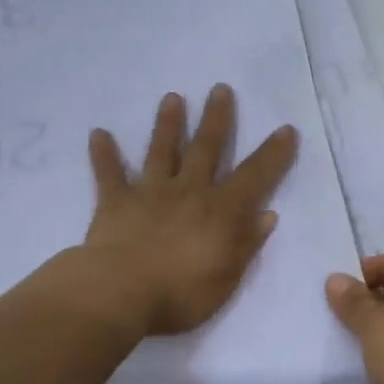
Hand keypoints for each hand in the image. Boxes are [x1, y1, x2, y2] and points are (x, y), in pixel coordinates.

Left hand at [83, 85, 297, 336]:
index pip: (255, 176)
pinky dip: (104, 154)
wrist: (120, 293)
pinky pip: (109, 174)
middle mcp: (188, 191)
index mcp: (220, 211)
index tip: (285, 129)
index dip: (273, 154)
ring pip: (162, 151)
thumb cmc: (180, 294)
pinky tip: (98, 133)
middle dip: (216, 118)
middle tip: (220, 89)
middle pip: (206, 148)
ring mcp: (150, 193)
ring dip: (168, 124)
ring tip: (172, 97)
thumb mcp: (227, 278)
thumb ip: (246, 244)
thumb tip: (267, 215)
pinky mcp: (116, 202)